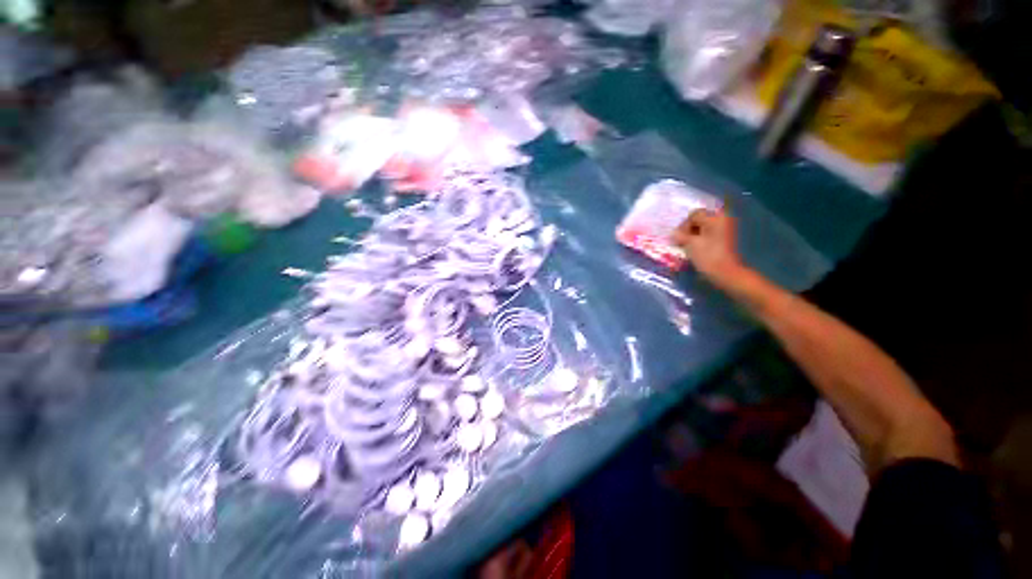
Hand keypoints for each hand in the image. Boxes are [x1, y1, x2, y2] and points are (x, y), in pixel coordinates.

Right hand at [671, 209, 745, 287]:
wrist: (725, 273)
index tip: (680, 238)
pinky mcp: (724, 238)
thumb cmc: (708, 256)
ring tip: (687, 246)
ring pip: (703, 227)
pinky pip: (708, 233)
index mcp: (715, 218)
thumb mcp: (690, 243)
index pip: (694, 214)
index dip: (684, 225)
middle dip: (689, 229)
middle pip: (699, 219)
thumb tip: (673, 233)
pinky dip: (700, 239)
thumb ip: (680, 235)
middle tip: (682, 241)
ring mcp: (725, 229)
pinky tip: (695, 248)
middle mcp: (723, 219)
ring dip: (693, 234)